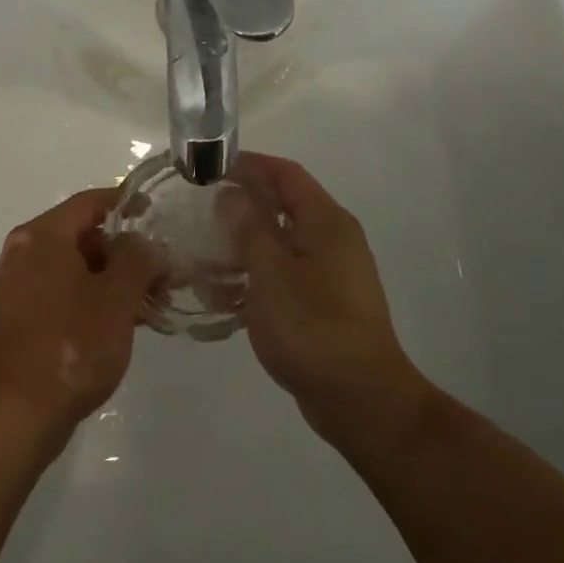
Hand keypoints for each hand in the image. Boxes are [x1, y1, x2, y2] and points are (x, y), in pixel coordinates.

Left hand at [0, 188, 162, 446]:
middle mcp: (21, 253)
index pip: (90, 202)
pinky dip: (87, 302)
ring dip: (109, 282)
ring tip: (145, 309)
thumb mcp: (117, 297)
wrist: (13, 415)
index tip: (156, 215)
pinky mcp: (13, 322)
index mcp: (41, 236)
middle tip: (159, 279)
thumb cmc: (69, 345)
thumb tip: (145, 245)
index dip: (126, 204)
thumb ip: (139, 259)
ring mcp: (13, 289)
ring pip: (71, 270)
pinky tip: (115, 329)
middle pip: (81, 237)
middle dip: (124, 254)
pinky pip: (57, 296)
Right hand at [226, 153, 435, 445]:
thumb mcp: (271, 273)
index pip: (286, 173)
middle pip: (284, 206)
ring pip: (282, 243)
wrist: (362, 399)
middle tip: (201, 210)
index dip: (250, 163)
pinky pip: (286, 275)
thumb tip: (231, 194)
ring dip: (245, 245)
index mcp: (326, 221)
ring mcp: (333, 272)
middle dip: (243, 205)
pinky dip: (258, 276)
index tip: (211, 165)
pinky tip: (226, 296)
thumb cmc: (313, 327)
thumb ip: (249, 228)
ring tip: (205, 254)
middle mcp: (334, 238)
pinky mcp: (326, 302)